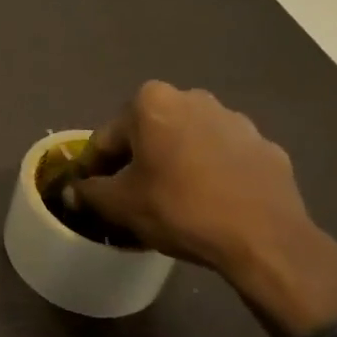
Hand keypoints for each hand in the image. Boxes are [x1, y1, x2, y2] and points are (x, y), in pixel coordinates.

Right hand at [70, 83, 336, 336]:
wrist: (265, 238)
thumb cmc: (180, 209)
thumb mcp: (120, 205)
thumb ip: (89, 193)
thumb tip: (71, 191)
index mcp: (152, 103)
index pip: (107, 138)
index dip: (96, 168)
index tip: (94, 193)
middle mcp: (193, 98)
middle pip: (149, 133)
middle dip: (138, 160)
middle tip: (133, 197)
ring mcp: (235, 120)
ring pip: (188, 142)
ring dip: (175, 163)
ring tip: (174, 202)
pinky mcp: (265, 145)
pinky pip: (224, 157)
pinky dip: (211, 173)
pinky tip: (211, 203)